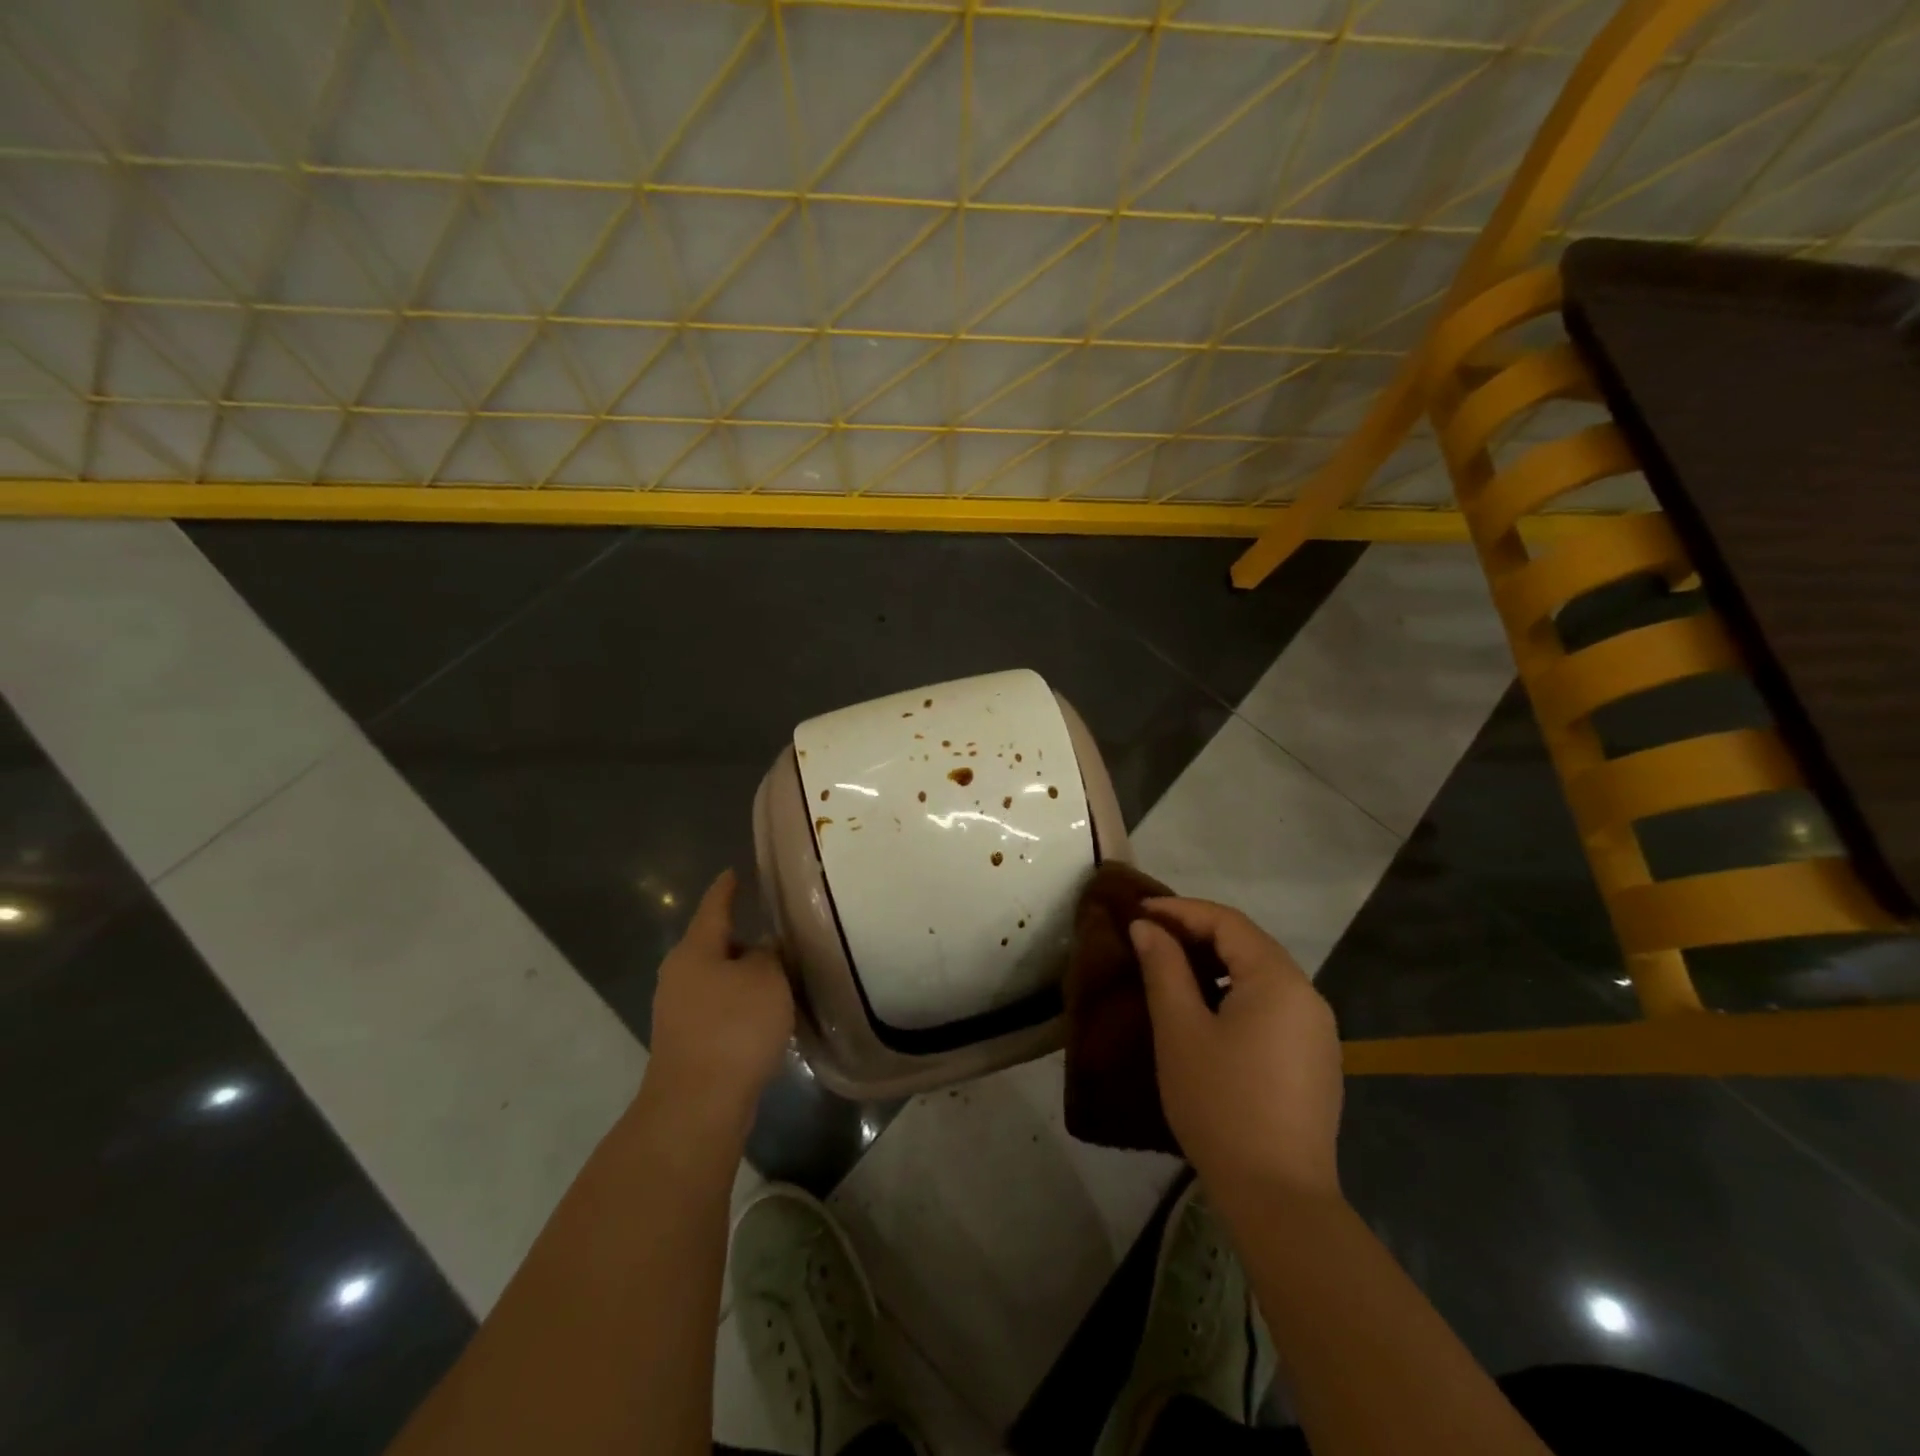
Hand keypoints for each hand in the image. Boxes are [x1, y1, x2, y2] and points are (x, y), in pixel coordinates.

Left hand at [647, 870, 794, 1127]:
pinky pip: (719, 1010)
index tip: (734, 872)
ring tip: (780, 976)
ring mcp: (679, 1012)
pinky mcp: (688, 1043)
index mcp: (695, 951)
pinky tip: (766, 1016)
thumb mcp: (766, 978)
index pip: (714, 906)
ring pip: (718, 980)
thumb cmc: (733, 1028)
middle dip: (743, 939)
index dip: (727, 888)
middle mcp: (680, 976)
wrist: (698, 1105)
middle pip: (715, 945)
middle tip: (778, 932)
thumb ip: (769, 955)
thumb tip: (763, 951)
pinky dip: (741, 1006)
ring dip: (745, 977)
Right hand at [1131, 897, 1342, 1204]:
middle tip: (1151, 937)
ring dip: (1216, 963)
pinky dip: (1236, 992)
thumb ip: (1163, 968)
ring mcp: (1317, 1030)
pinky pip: (1272, 1005)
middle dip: (1197, 933)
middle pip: (1248, 944)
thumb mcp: (1180, 1030)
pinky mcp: (1315, 1060)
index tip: (1139, 912)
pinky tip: (1208, 1011)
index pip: (1227, 922)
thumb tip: (1147, 928)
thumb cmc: (1221, 1103)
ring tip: (1172, 969)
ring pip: (1261, 975)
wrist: (1278, 1197)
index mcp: (1279, 980)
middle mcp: (1307, 995)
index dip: (1180, 911)